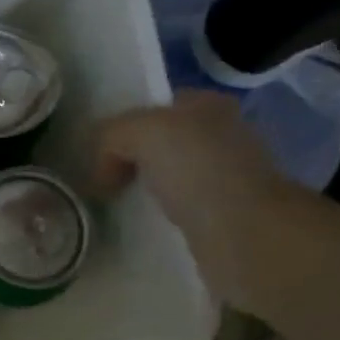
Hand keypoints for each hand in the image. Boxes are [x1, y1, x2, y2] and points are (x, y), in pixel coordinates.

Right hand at [93, 91, 300, 307]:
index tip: (94, 151)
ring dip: (137, 189)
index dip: (122, 124)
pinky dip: (151, 215)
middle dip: (127, 159)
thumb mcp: (143, 131)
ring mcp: (221, 178)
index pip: (154, 106)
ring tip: (109, 205)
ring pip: (163, 177)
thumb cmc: (199, 170)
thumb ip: (112, 134)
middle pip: (157, 142)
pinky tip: (135, 224)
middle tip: (96, 180)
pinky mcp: (217, 216)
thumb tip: (101, 168)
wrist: (245, 234)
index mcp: (209, 105)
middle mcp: (220, 136)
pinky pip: (171, 208)